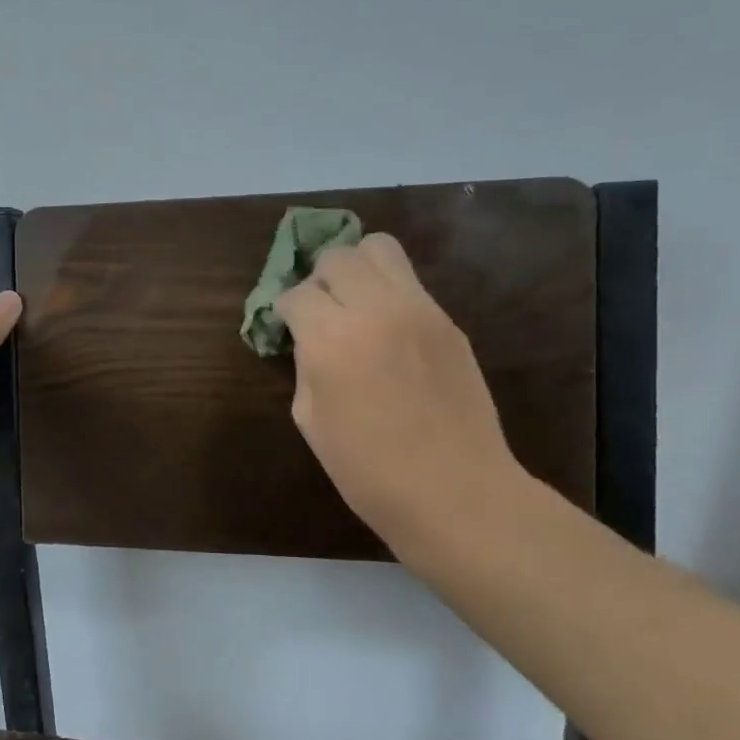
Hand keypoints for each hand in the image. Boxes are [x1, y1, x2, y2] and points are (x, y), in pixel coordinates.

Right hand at [274, 234, 524, 568]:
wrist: (454, 491)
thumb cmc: (367, 470)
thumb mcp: (310, 419)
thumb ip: (306, 366)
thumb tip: (310, 340)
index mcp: (330, 340)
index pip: (296, 294)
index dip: (285, 311)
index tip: (287, 329)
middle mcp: (374, 310)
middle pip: (337, 256)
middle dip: (319, 279)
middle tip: (320, 312)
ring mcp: (418, 310)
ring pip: (379, 248)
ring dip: (357, 268)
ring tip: (354, 302)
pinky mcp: (448, 321)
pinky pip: (410, 282)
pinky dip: (389, 291)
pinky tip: (388, 328)